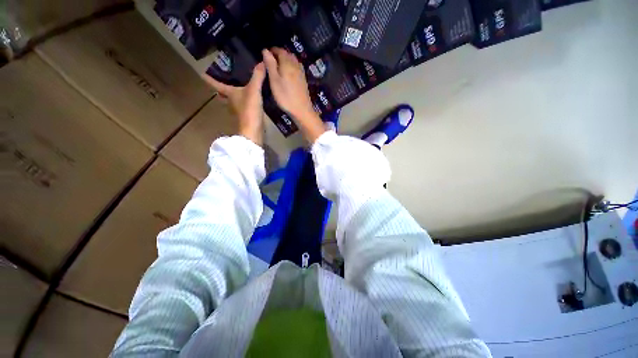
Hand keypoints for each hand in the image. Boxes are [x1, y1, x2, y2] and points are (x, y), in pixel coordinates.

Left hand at [203, 63, 265, 145]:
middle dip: (222, 86)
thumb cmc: (249, 109)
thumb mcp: (254, 90)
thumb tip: (262, 62)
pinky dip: (245, 99)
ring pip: (234, 98)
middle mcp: (231, 101)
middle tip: (225, 76)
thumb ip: (257, 77)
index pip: (216, 83)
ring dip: (235, 93)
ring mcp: (239, 109)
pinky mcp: (247, 115)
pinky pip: (244, 104)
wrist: (254, 129)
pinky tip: (252, 97)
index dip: (209, 78)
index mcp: (229, 93)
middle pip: (224, 92)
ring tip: (240, 84)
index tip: (201, 72)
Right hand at [262, 48, 324, 142]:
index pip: (280, 51)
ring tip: (278, 66)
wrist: (302, 110)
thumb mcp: (274, 80)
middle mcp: (296, 65)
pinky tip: (288, 73)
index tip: (266, 54)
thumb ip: (270, 64)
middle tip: (271, 60)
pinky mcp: (303, 81)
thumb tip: (265, 50)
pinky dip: (291, 66)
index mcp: (287, 63)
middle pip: (288, 54)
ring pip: (293, 61)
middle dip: (279, 54)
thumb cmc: (285, 96)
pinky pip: (297, 68)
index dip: (272, 50)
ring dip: (286, 60)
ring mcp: (301, 73)